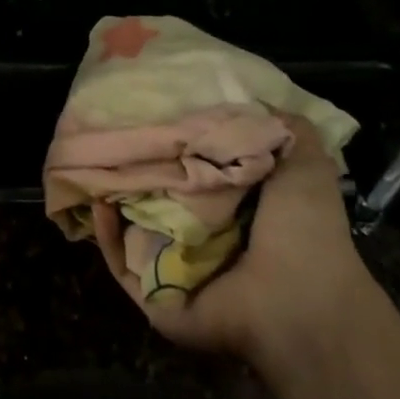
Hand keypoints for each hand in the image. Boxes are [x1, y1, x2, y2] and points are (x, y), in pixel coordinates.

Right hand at [92, 114, 372, 363]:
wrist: (300, 301)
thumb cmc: (304, 230)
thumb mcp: (306, 163)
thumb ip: (283, 128)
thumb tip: (251, 97)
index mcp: (238, 210)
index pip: (196, 171)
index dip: (175, 143)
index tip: (152, 113)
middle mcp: (206, 238)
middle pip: (160, 198)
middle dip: (138, 169)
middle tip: (113, 136)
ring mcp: (178, 270)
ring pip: (133, 229)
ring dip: (114, 200)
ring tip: (93, 164)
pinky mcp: (157, 299)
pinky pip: (122, 266)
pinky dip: (106, 238)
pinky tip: (99, 204)